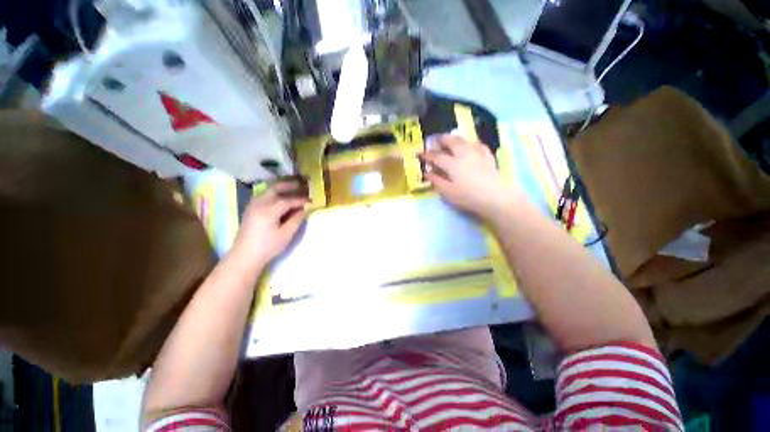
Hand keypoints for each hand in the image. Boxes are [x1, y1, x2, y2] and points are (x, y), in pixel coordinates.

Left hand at [231, 180, 308, 264]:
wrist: (245, 256)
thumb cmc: (268, 247)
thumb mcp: (286, 234)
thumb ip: (297, 219)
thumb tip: (306, 208)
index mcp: (268, 211)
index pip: (288, 200)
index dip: (301, 200)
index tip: (311, 201)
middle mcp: (259, 204)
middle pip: (275, 188)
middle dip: (289, 184)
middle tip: (302, 183)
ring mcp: (253, 205)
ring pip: (268, 190)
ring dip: (281, 186)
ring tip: (293, 185)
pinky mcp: (251, 208)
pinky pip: (264, 194)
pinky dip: (274, 191)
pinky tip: (280, 194)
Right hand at [423, 135, 519, 220]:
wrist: (495, 198)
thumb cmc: (468, 197)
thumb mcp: (448, 192)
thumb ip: (436, 181)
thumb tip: (427, 172)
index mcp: (452, 164)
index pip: (437, 156)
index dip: (427, 154)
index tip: (420, 153)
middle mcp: (464, 154)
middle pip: (451, 142)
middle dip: (442, 139)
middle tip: (435, 140)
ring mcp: (478, 154)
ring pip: (465, 141)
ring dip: (455, 139)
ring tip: (450, 140)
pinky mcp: (488, 158)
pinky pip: (479, 145)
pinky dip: (472, 143)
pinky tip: (471, 145)